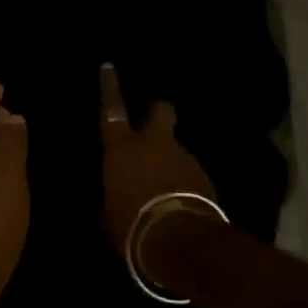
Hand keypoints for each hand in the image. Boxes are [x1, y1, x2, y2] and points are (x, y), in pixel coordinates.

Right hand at [98, 62, 214, 251]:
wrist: (180, 241)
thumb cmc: (130, 224)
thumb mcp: (106, 217)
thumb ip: (105, 201)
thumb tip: (101, 205)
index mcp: (122, 147)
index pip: (111, 109)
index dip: (109, 86)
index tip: (109, 66)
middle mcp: (154, 144)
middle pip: (160, 112)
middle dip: (157, 113)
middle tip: (153, 126)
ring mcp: (184, 158)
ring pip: (176, 149)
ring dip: (171, 163)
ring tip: (164, 190)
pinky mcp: (206, 178)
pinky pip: (189, 175)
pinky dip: (184, 184)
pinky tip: (178, 206)